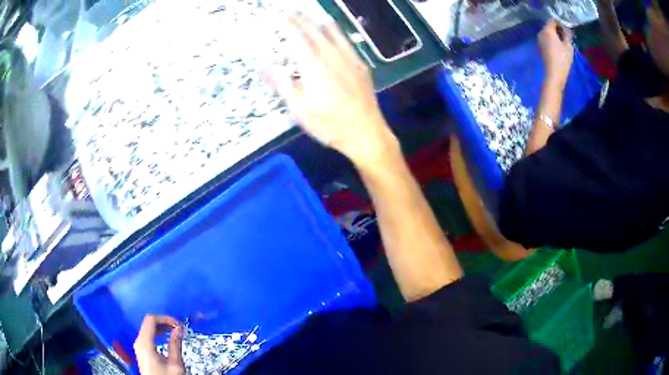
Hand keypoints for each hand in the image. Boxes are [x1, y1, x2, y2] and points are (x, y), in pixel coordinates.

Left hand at [134, 315, 184, 374]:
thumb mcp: (175, 364)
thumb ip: (176, 345)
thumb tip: (179, 329)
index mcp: (144, 343)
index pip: (151, 319)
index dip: (166, 318)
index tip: (179, 325)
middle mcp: (138, 342)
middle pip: (148, 322)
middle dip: (164, 322)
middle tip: (179, 328)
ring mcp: (138, 346)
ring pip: (148, 328)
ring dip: (161, 328)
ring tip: (175, 333)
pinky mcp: (141, 351)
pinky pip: (147, 335)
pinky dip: (157, 333)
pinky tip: (166, 338)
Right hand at [262, 13, 397, 167]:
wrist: (366, 133)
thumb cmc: (329, 124)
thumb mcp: (299, 108)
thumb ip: (280, 83)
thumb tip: (261, 63)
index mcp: (313, 66)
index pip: (298, 37)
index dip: (288, 25)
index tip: (280, 16)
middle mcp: (331, 56)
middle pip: (314, 31)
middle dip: (301, 18)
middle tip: (292, 10)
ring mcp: (349, 59)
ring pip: (333, 32)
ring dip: (319, 20)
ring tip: (311, 12)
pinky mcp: (360, 65)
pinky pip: (347, 41)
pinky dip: (337, 31)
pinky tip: (334, 30)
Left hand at [538, 20, 573, 87]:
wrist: (554, 74)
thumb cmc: (563, 59)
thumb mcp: (568, 46)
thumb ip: (567, 34)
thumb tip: (566, 29)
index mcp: (547, 30)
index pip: (552, 20)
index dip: (560, 23)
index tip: (567, 30)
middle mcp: (541, 32)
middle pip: (549, 26)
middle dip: (558, 29)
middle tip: (567, 36)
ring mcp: (539, 40)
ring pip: (547, 33)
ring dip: (555, 35)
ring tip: (564, 42)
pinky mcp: (540, 47)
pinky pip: (546, 39)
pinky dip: (552, 40)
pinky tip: (559, 47)